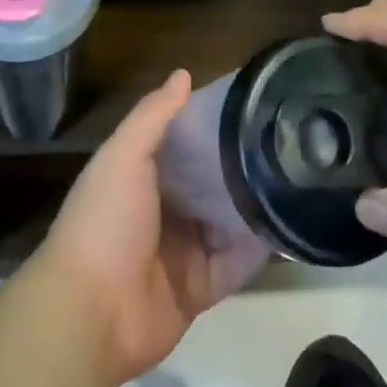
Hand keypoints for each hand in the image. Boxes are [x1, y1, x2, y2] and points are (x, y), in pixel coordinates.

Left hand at [35, 70, 268, 386]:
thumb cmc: (105, 220)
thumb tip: (183, 74)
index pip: (181, 143)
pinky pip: (234, 266)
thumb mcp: (124, 155)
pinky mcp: (198, 289)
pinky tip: (287, 226)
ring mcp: (181, 252)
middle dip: (237, 166)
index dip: (209, 125)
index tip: (248, 105)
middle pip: (207, 183)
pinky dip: (256, 251)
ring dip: (251, 206)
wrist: (91, 312)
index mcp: (140, 176)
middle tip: (283, 141)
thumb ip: (153, 116)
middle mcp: (162, 210)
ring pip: (225, 223)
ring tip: (296, 178)